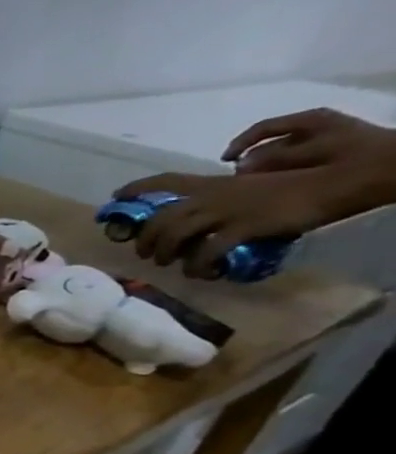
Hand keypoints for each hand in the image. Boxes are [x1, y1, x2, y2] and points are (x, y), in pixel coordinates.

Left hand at [113, 109, 395, 277]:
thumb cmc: (296, 182)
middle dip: (145, 239)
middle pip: (159, 218)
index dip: (136, 188)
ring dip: (165, 254)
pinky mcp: (245, 227)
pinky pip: (208, 251)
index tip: (114, 198)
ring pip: (174, 235)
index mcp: (213, 183)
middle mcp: (212, 196)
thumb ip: (223, 194)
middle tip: (146, 253)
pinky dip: (198, 265)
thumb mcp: (251, 183)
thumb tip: (204, 213)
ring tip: (169, 264)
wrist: (338, 181)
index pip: (166, 181)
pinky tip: (200, 272)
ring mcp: (227, 211)